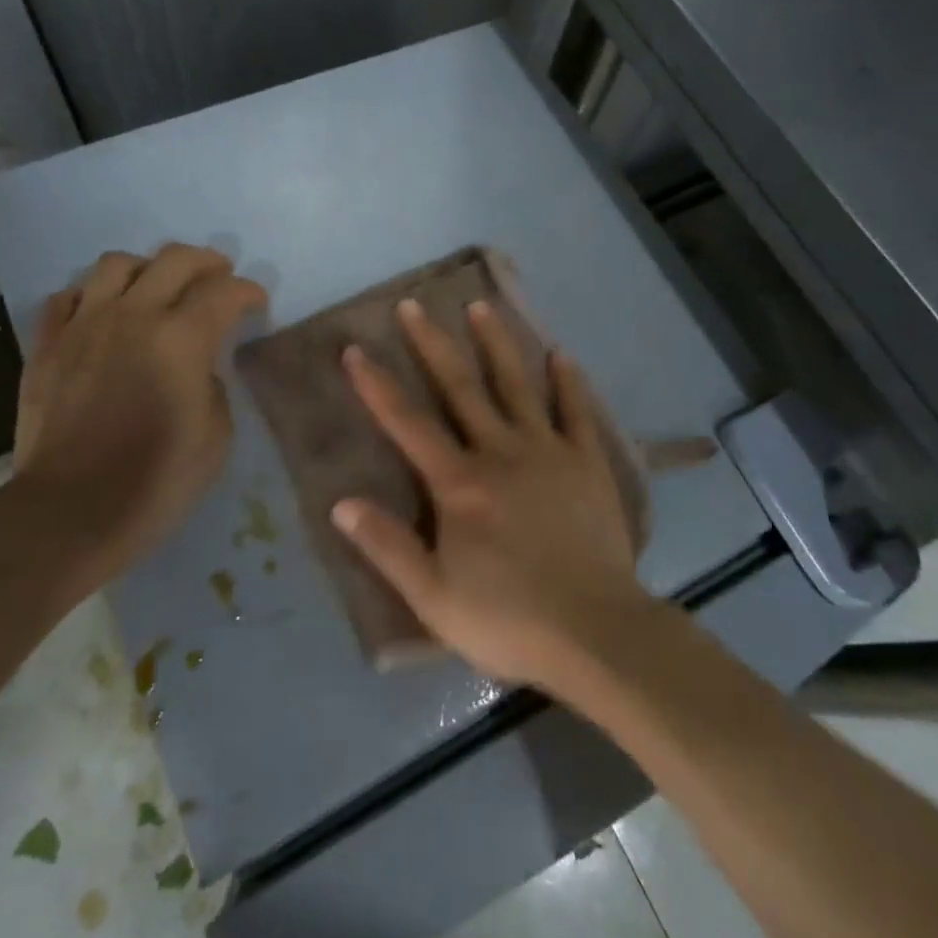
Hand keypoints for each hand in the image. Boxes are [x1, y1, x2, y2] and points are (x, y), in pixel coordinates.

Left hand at [9, 244, 266, 579]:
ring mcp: (84, 325)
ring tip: (157, 288)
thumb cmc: (156, 479)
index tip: (257, 303)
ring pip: (116, 264)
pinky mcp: (47, 345)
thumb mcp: (216, 434)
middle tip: (219, 278)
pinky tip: (103, 314)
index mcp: (182, 338)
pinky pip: (67, 296)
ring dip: (147, 268)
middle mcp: (133, 315)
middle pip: (175, 259)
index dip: (249, 292)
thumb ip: (212, 383)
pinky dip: (92, 296)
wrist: (70, 512)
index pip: (226, 291)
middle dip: (207, 262)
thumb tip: (196, 366)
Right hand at [334, 298, 653, 689]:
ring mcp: (548, 452)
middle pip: (460, 388)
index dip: (376, 385)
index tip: (354, 349)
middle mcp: (500, 452)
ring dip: (496, 344)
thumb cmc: (508, 619)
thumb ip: (387, 547)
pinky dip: (568, 382)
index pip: (407, 423)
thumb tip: (341, 503)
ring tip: (480, 306)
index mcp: (459, 483)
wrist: (596, 632)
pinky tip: (561, 354)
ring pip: (517, 385)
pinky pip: (575, 412)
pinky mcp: (588, 463)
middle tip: (413, 305)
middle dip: (431, 344)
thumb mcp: (433, 596)